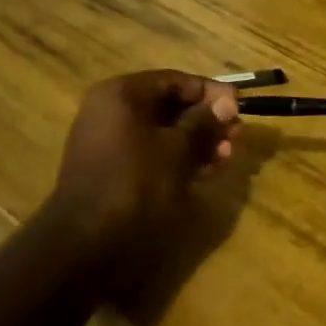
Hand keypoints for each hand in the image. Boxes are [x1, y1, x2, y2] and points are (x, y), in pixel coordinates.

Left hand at [46, 70, 241, 279]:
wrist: (85, 245)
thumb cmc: (135, 185)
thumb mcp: (177, 150)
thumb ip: (204, 122)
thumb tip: (228, 100)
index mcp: (122, 94)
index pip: (175, 80)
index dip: (211, 92)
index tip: (240, 107)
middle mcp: (111, 111)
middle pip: (169, 105)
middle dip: (206, 121)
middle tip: (236, 136)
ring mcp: (109, 142)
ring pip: (163, 132)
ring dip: (196, 142)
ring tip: (225, 158)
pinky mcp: (112, 169)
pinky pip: (151, 153)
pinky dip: (177, 159)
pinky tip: (204, 172)